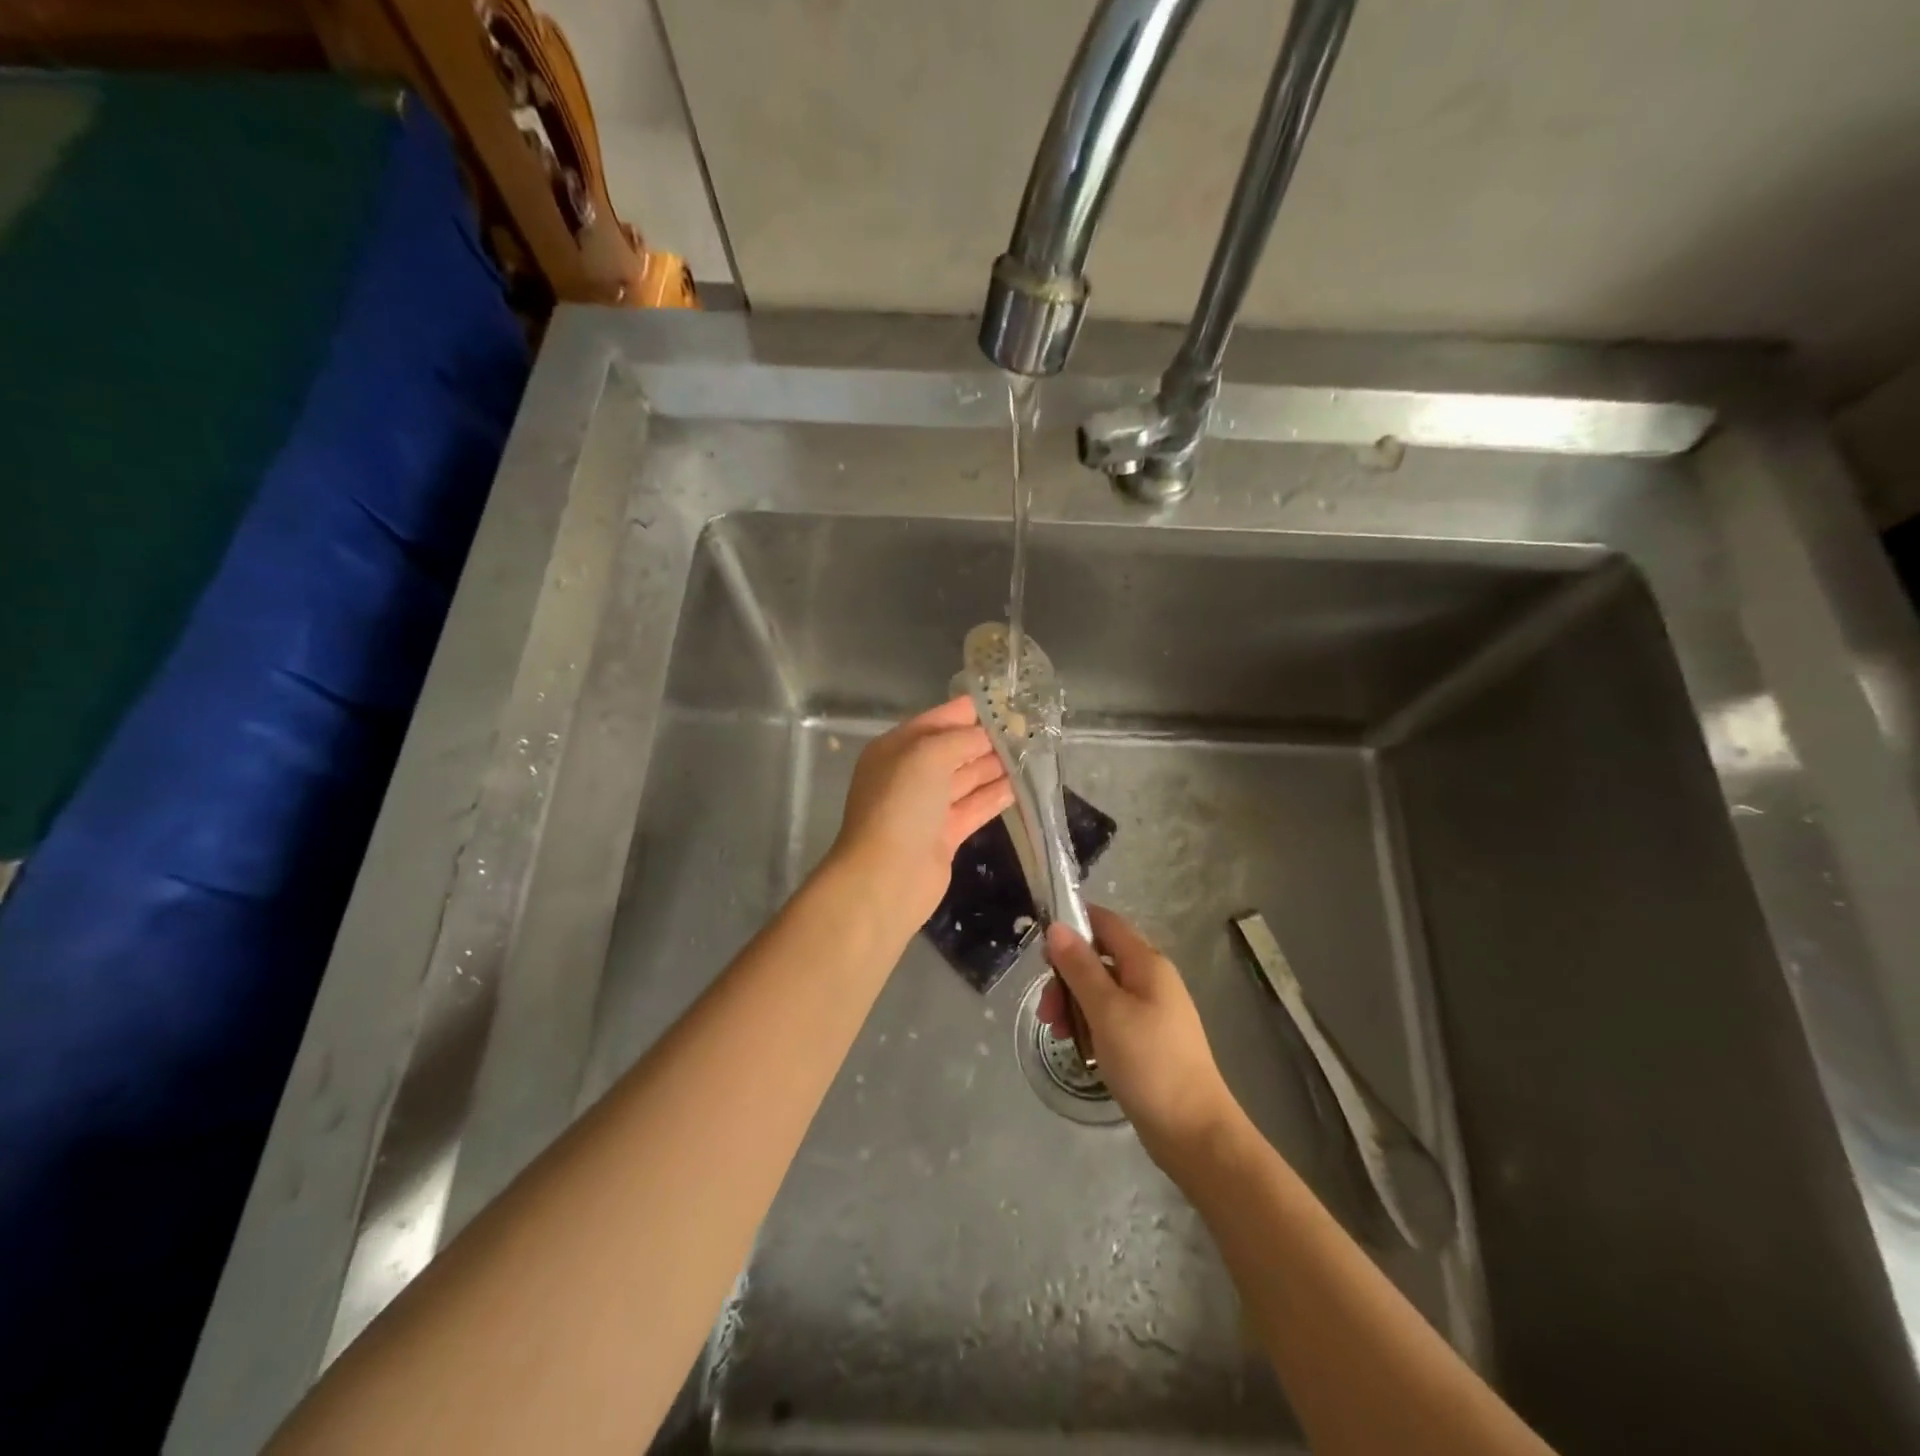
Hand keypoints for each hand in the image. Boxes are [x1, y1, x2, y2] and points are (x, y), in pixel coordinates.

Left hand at [829, 697, 1014, 927]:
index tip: (1007, 702)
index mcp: (897, 749)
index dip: (969, 711)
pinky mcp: (944, 836)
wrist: (887, 876)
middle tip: (1030, 730)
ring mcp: (927, 807)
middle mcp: (910, 775)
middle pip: (954, 750)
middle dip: (988, 739)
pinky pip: (974, 808)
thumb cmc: (902, 804)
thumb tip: (988, 735)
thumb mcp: (928, 756)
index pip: (937, 721)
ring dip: (996, 767)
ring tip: (1033, 754)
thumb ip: (961, 739)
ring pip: (967, 779)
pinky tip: (1023, 787)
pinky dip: (996, 797)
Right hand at [1045, 906, 1240, 1165]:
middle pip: (1100, 958)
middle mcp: (1152, 980)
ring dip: (1074, 1003)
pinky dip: (1090, 1024)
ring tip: (1057, 1032)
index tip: (1042, 947)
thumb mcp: (1106, 1010)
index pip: (1106, 922)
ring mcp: (1152, 1011)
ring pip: (1102, 990)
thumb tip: (1057, 927)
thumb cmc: (1149, 1062)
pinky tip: (1078, 1047)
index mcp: (1147, 963)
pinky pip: (1112, 1017)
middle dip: (1067, 976)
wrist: (1193, 1131)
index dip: (1074, 924)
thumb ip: (1080, 967)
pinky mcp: (1149, 1040)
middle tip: (1047, 1008)